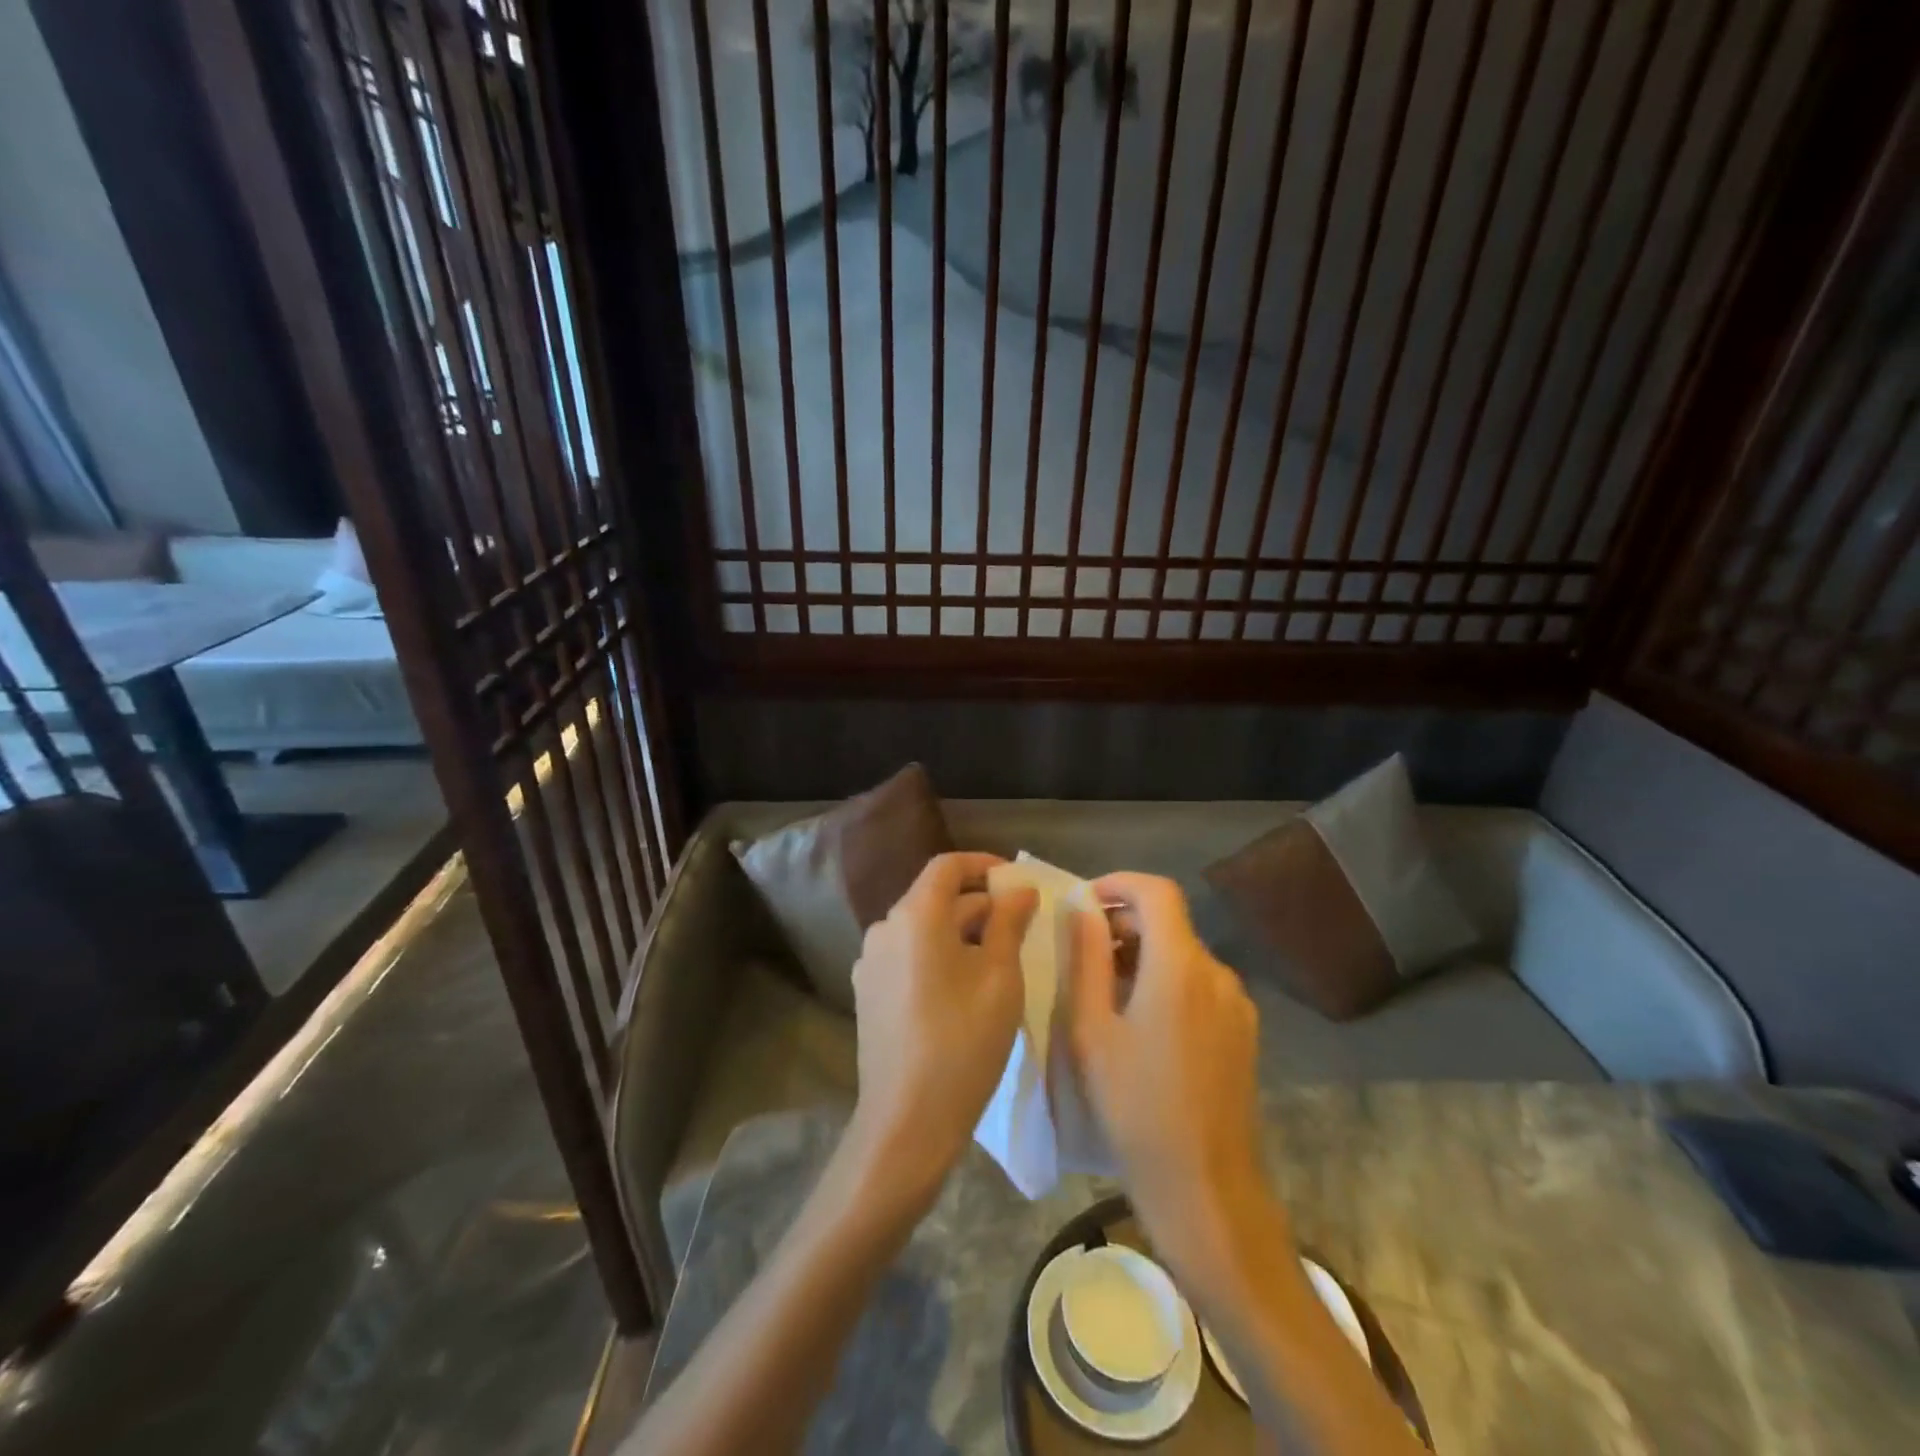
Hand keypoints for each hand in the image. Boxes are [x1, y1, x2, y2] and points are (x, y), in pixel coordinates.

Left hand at [847, 852, 1037, 1203]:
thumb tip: (1019, 889)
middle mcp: (884, 928)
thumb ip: (1008, 922)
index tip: (1015, 879)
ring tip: (998, 957)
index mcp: (914, 916)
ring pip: (921, 930)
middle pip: (935, 898)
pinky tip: (963, 987)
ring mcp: (869, 962)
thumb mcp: (1000, 976)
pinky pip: (907, 956)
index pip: (947, 866)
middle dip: (978, 904)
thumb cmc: (963, 1041)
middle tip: (1019, 924)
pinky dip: (937, 956)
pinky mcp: (867, 992)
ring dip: (959, 932)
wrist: (906, 1120)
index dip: (983, 865)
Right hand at [1064, 873, 1281, 1285]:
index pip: (1157, 892)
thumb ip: (1086, 958)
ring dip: (1142, 956)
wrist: (1205, 1189)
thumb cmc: (1135, 1107)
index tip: (1084, 903)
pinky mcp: (1243, 1031)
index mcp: (1180, 966)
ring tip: (1105, 994)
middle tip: (1082, 955)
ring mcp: (1237, 1004)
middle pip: (1169, 922)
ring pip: (1183, 955)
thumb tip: (1082, 907)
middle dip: (1123, 925)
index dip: (1118, 884)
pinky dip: (1166, 982)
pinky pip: (1200, 985)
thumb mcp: (1092, 1030)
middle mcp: (1217, 973)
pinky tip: (1141, 1025)